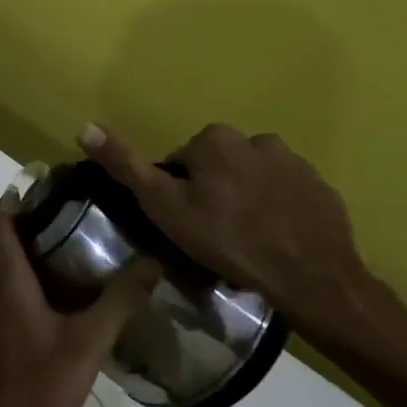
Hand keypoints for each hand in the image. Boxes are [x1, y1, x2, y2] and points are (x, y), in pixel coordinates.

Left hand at [0, 191, 155, 406]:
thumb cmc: (41, 382)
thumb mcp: (88, 340)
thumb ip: (119, 300)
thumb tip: (152, 261)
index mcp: (7, 279)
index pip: (3, 223)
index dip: (18, 200)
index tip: (46, 183)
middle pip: (5, 240)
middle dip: (30, 220)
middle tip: (71, 208)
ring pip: (9, 264)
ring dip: (31, 247)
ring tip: (74, 238)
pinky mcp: (4, 330)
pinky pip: (14, 286)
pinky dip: (33, 273)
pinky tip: (68, 286)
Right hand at [77, 122, 406, 363]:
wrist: (312, 280)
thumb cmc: (227, 240)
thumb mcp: (163, 206)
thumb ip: (125, 165)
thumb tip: (84, 126)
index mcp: (215, 139)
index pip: (182, 161)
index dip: (178, 192)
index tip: (185, 223)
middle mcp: (256, 139)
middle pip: (219, 166)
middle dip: (214, 192)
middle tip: (213, 234)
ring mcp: (296, 164)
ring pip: (254, 179)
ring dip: (247, 200)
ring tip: (246, 241)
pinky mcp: (323, 190)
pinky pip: (288, 195)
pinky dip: (278, 211)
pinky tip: (276, 241)